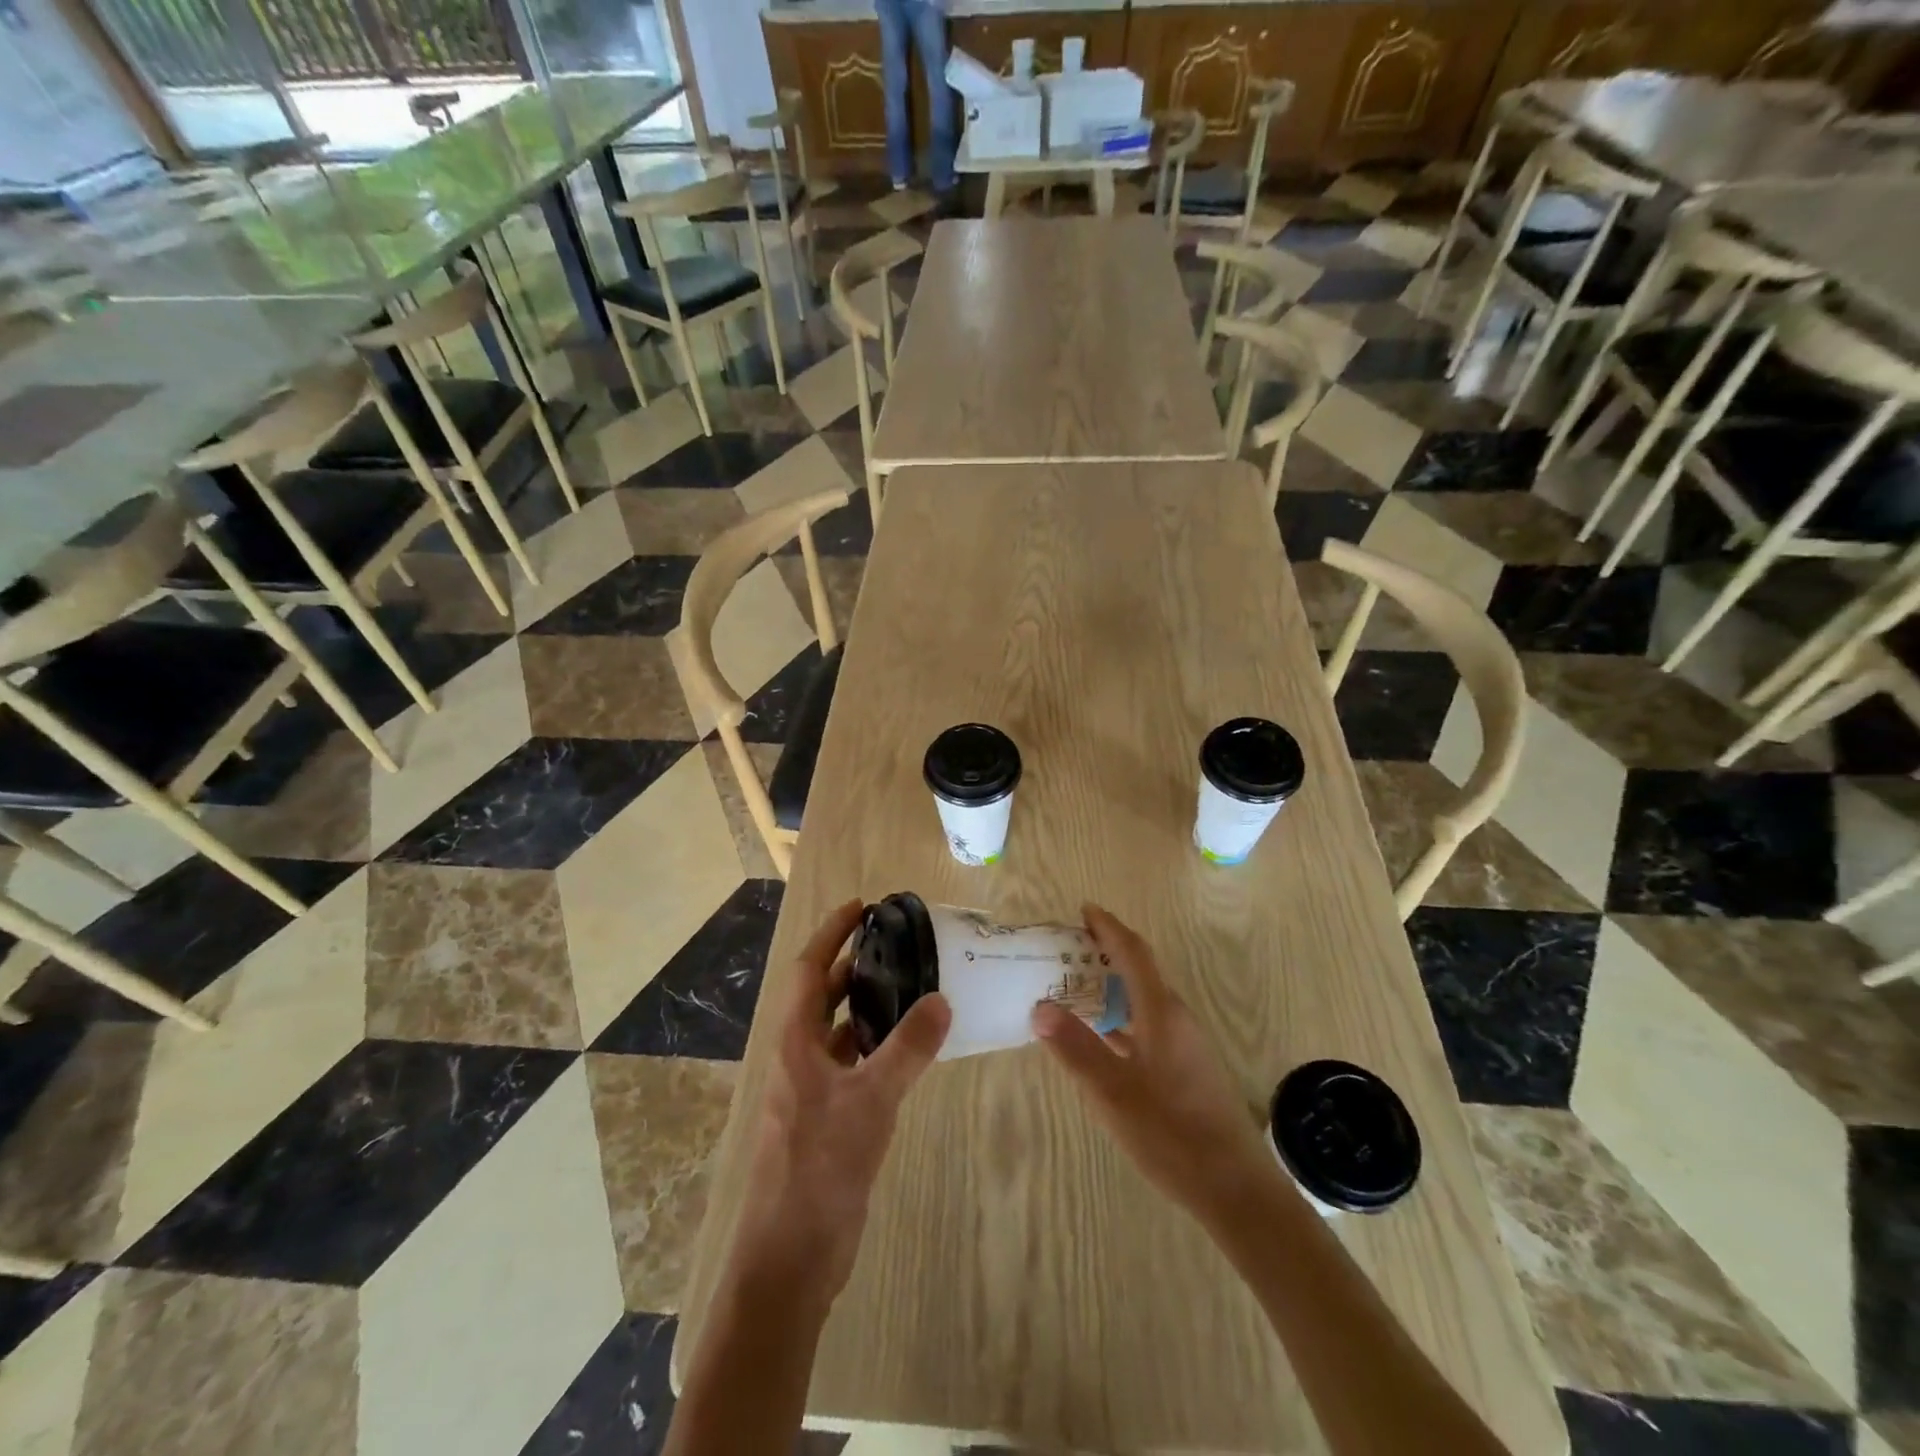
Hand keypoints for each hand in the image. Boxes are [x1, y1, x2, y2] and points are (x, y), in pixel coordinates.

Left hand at [731, 899, 951, 1306]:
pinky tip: (908, 1049)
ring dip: (868, 1006)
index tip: (861, 906)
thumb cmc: (819, 1168)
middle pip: (823, 996)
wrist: (790, 1260)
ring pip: (839, 1031)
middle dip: (854, 965)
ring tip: (910, 986)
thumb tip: (942, 999)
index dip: (832, 933)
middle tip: (897, 944)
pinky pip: (853, 1065)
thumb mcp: (870, 1101)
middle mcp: (799, 1058)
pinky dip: (876, 1047)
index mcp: (795, 1043)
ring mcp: (811, 1091)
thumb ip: (908, 1049)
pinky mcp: (827, 1120)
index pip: (810, 970)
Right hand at [1031, 905, 1274, 1228]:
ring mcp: (1186, 1044)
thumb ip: (1075, 1048)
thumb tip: (1040, 1007)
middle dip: (1106, 953)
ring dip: (1113, 986)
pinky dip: (1122, 1017)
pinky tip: (1102, 1037)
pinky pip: (1148, 1024)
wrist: (1235, 1190)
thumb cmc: (1172, 1134)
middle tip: (1066, 949)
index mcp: (1162, 1013)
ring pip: (1144, 1000)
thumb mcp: (1113, 1092)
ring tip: (1075, 987)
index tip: (1084, 909)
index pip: (1134, 953)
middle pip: (1140, 971)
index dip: (1109, 927)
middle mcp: (1177, 1018)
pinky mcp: (1187, 1068)